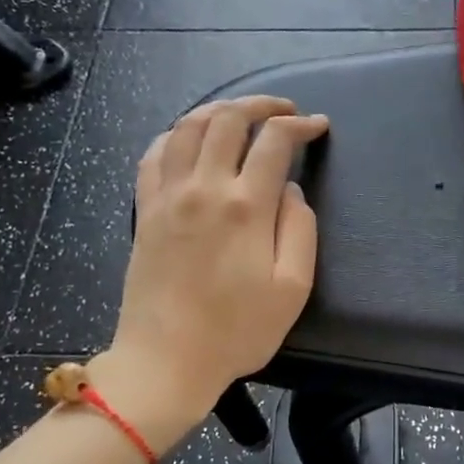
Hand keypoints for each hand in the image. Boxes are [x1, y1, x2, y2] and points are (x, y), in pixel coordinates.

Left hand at [106, 96, 329, 429]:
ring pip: (188, 127)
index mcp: (246, 207)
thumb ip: (299, 231)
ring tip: (240, 114)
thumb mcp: (292, 288)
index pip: (274, 142)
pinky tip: (189, 139)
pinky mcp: (145, 210)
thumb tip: (291, 191)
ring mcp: (168, 196)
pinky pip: (154, 154)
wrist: (167, 359)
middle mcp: (204, 188)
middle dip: (261, 104)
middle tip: (284, 110)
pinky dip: (175, 134)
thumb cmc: (238, 331)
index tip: (318, 127)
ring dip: (218, 110)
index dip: (300, 126)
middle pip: (228, 119)